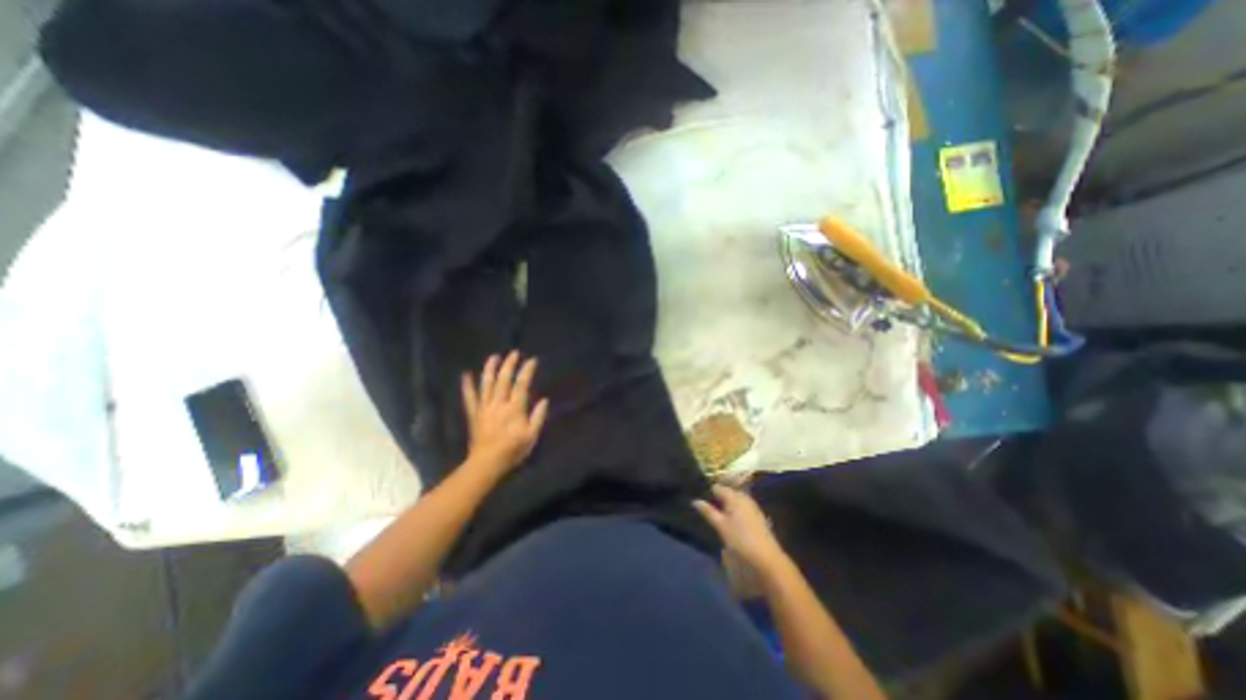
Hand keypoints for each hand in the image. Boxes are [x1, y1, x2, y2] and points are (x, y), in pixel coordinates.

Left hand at [459, 352, 546, 477]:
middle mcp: (499, 404)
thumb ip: (538, 417)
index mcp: (514, 408)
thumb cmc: (512, 451)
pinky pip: (470, 397)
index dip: (527, 371)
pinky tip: (466, 375)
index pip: (521, 384)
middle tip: (514, 353)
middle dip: (509, 364)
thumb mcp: (531, 436)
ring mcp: (484, 408)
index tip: (532, 360)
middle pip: (503, 380)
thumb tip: (544, 400)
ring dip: (490, 369)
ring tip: (494, 356)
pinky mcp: (474, 414)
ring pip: (487, 384)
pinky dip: (467, 385)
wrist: (486, 463)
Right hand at [697, 484, 782, 571]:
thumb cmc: (741, 539)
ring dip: (726, 504)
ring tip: (716, 514)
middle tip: (706, 507)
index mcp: (734, 496)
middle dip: (717, 498)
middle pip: (727, 492)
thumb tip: (695, 501)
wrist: (767, 557)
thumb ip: (708, 512)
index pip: (717, 488)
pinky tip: (731, 520)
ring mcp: (752, 506)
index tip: (699, 497)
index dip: (708, 492)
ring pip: (735, 500)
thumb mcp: (721, 526)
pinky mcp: (757, 516)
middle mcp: (744, 497)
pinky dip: (735, 510)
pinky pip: (742, 507)